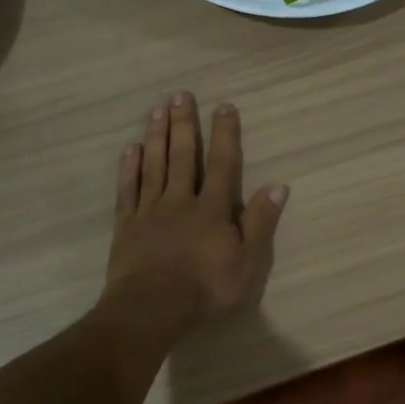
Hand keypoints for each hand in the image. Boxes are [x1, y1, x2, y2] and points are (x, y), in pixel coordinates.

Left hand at [104, 90, 288, 328]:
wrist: (151, 309)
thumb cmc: (205, 288)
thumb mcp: (247, 261)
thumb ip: (260, 222)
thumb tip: (278, 186)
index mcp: (211, 209)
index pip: (221, 163)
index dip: (224, 134)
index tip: (224, 106)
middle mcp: (180, 201)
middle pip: (182, 156)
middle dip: (183, 124)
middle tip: (180, 94)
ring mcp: (150, 211)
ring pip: (153, 165)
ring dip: (156, 136)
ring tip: (156, 109)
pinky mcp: (126, 226)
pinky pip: (128, 190)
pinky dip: (129, 168)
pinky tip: (130, 149)